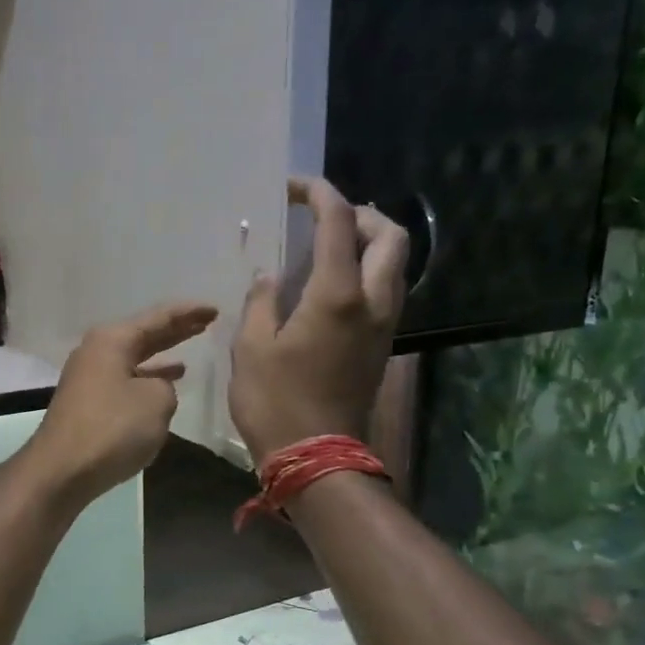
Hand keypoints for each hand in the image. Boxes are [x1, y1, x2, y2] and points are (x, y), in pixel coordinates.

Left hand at [18, 301, 219, 507]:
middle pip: (143, 335)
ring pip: (133, 360)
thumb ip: (165, 386)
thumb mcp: (156, 401)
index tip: (215, 309)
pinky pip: (125, 382)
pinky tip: (162, 390)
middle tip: (206, 324)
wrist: (62, 470)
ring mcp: (88, 379)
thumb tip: (154, 388)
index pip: (158, 317)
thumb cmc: (112, 428)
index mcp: (112, 340)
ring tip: (189, 357)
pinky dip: (146, 381)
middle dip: (175, 331)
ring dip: (160, 358)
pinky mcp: (87, 405)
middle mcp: (96, 352)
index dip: (189, 313)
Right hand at [230, 177, 407, 463]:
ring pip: (394, 264)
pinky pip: (385, 290)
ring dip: (369, 241)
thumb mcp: (251, 349)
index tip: (296, 186)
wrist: (316, 458)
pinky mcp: (380, 345)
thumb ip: (260, 303)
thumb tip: (269, 277)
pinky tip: (332, 283)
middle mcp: (371, 302)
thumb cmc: (275, 403)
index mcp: (336, 295)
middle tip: (325, 215)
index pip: (339, 224)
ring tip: (330, 244)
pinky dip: (367, 270)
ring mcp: (382, 325)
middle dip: (361, 213)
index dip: (320, 195)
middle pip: (389, 236)